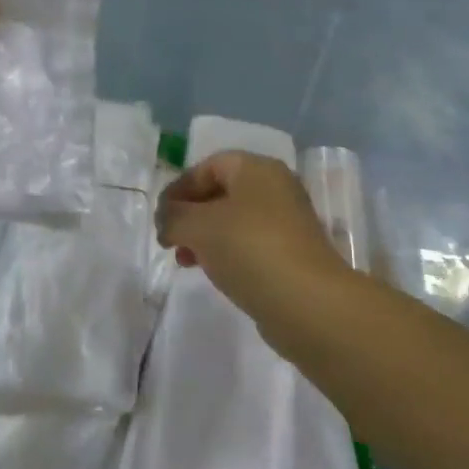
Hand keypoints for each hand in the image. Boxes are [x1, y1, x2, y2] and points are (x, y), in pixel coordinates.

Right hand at [156, 151, 351, 324]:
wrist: (308, 302)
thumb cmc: (250, 249)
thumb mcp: (199, 227)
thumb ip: (174, 217)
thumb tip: (166, 220)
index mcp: (256, 168)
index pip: (208, 166)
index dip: (179, 188)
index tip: (160, 217)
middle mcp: (276, 187)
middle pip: (222, 192)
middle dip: (190, 214)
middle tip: (169, 239)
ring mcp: (288, 221)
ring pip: (235, 220)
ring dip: (205, 236)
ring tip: (185, 261)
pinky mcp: (292, 253)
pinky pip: (250, 244)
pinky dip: (227, 252)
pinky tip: (214, 273)